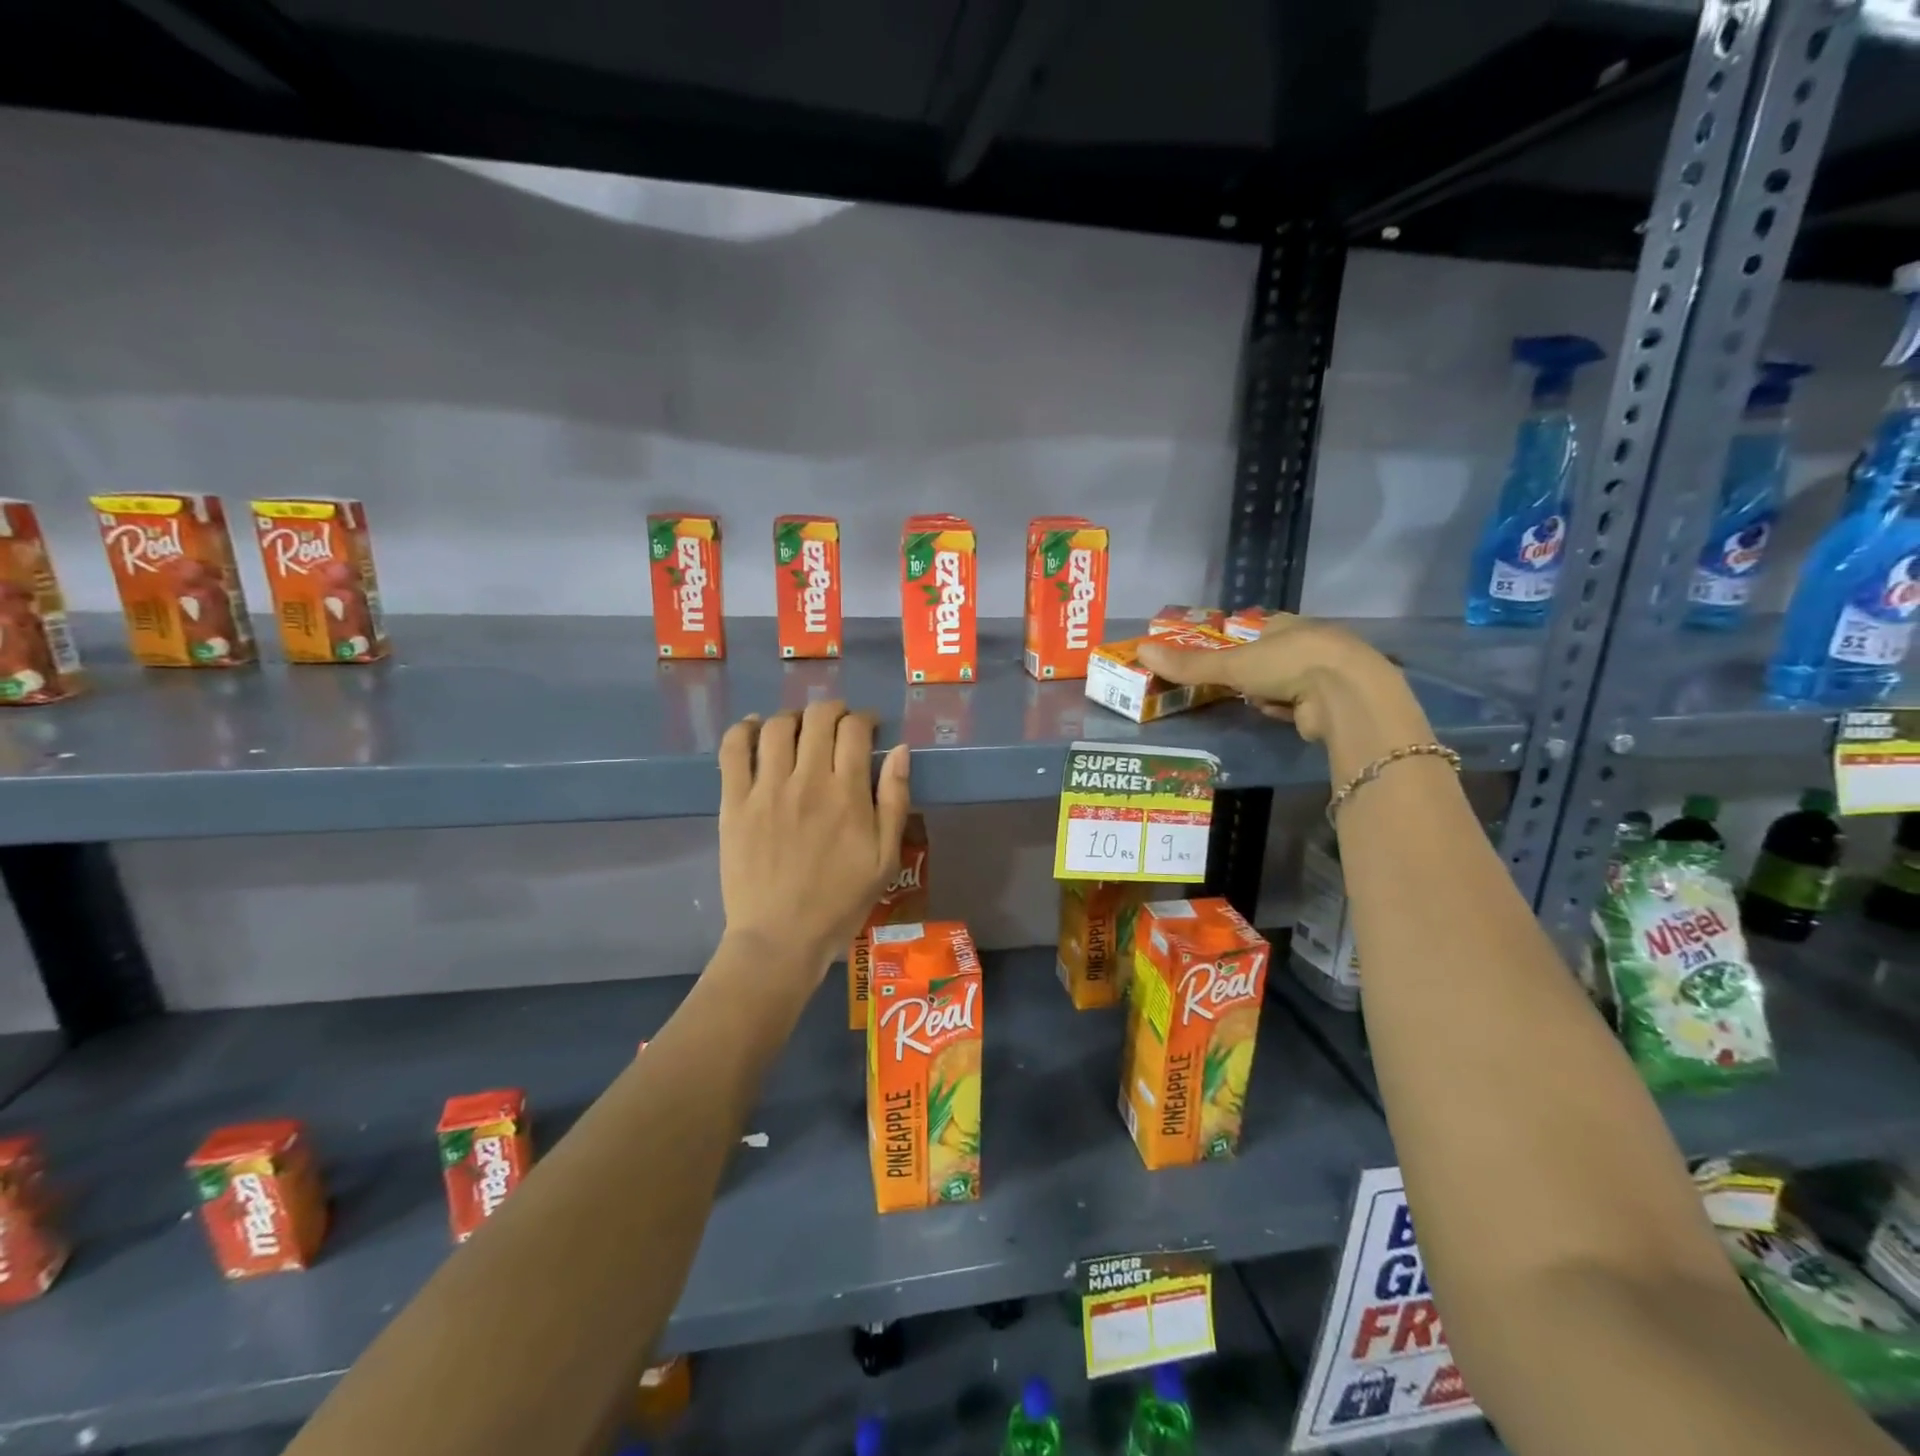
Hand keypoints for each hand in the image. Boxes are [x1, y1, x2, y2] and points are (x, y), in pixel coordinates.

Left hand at [717, 700, 911, 980]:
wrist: (780, 938)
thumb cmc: (840, 902)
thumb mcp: (885, 858)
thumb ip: (895, 800)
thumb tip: (901, 750)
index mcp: (846, 794)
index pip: (854, 729)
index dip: (865, 718)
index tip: (869, 727)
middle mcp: (806, 780)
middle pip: (817, 717)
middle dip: (833, 710)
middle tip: (838, 725)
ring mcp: (765, 789)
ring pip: (776, 725)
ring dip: (793, 717)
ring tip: (800, 730)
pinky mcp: (733, 802)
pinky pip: (733, 749)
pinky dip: (744, 729)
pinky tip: (755, 729)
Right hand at [1136, 614, 1434, 780]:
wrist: (1347, 695)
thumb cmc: (1288, 665)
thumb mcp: (1231, 664)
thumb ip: (1190, 664)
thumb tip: (1140, 651)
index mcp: (1288, 623)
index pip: (1259, 629)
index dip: (1240, 644)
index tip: (1224, 662)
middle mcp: (1311, 641)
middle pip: (1273, 657)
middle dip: (1255, 674)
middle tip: (1235, 686)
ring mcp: (1327, 671)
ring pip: (1286, 682)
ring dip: (1270, 694)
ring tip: (1259, 702)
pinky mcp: (1336, 700)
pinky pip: (1301, 704)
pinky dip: (1289, 710)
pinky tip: (1284, 715)